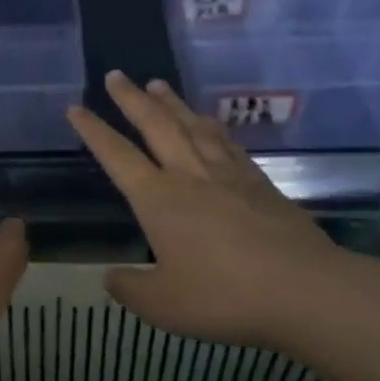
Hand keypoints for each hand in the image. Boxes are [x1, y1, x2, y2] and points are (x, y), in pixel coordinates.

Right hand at [68, 72, 344, 351]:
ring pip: (193, 126)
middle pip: (156, 125)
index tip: (75, 108)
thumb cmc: (224, 296)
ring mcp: (228, 175)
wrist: (304, 289)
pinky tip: (208, 121)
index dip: (93, 131)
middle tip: (116, 75)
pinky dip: (211, 125)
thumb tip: (111, 276)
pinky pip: (227, 142)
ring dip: (171, 103)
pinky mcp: (259, 182)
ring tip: (157, 84)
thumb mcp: (163, 305)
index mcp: (159, 199)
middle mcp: (190, 175)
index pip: (117, 156)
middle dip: (132, 99)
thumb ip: (131, 288)